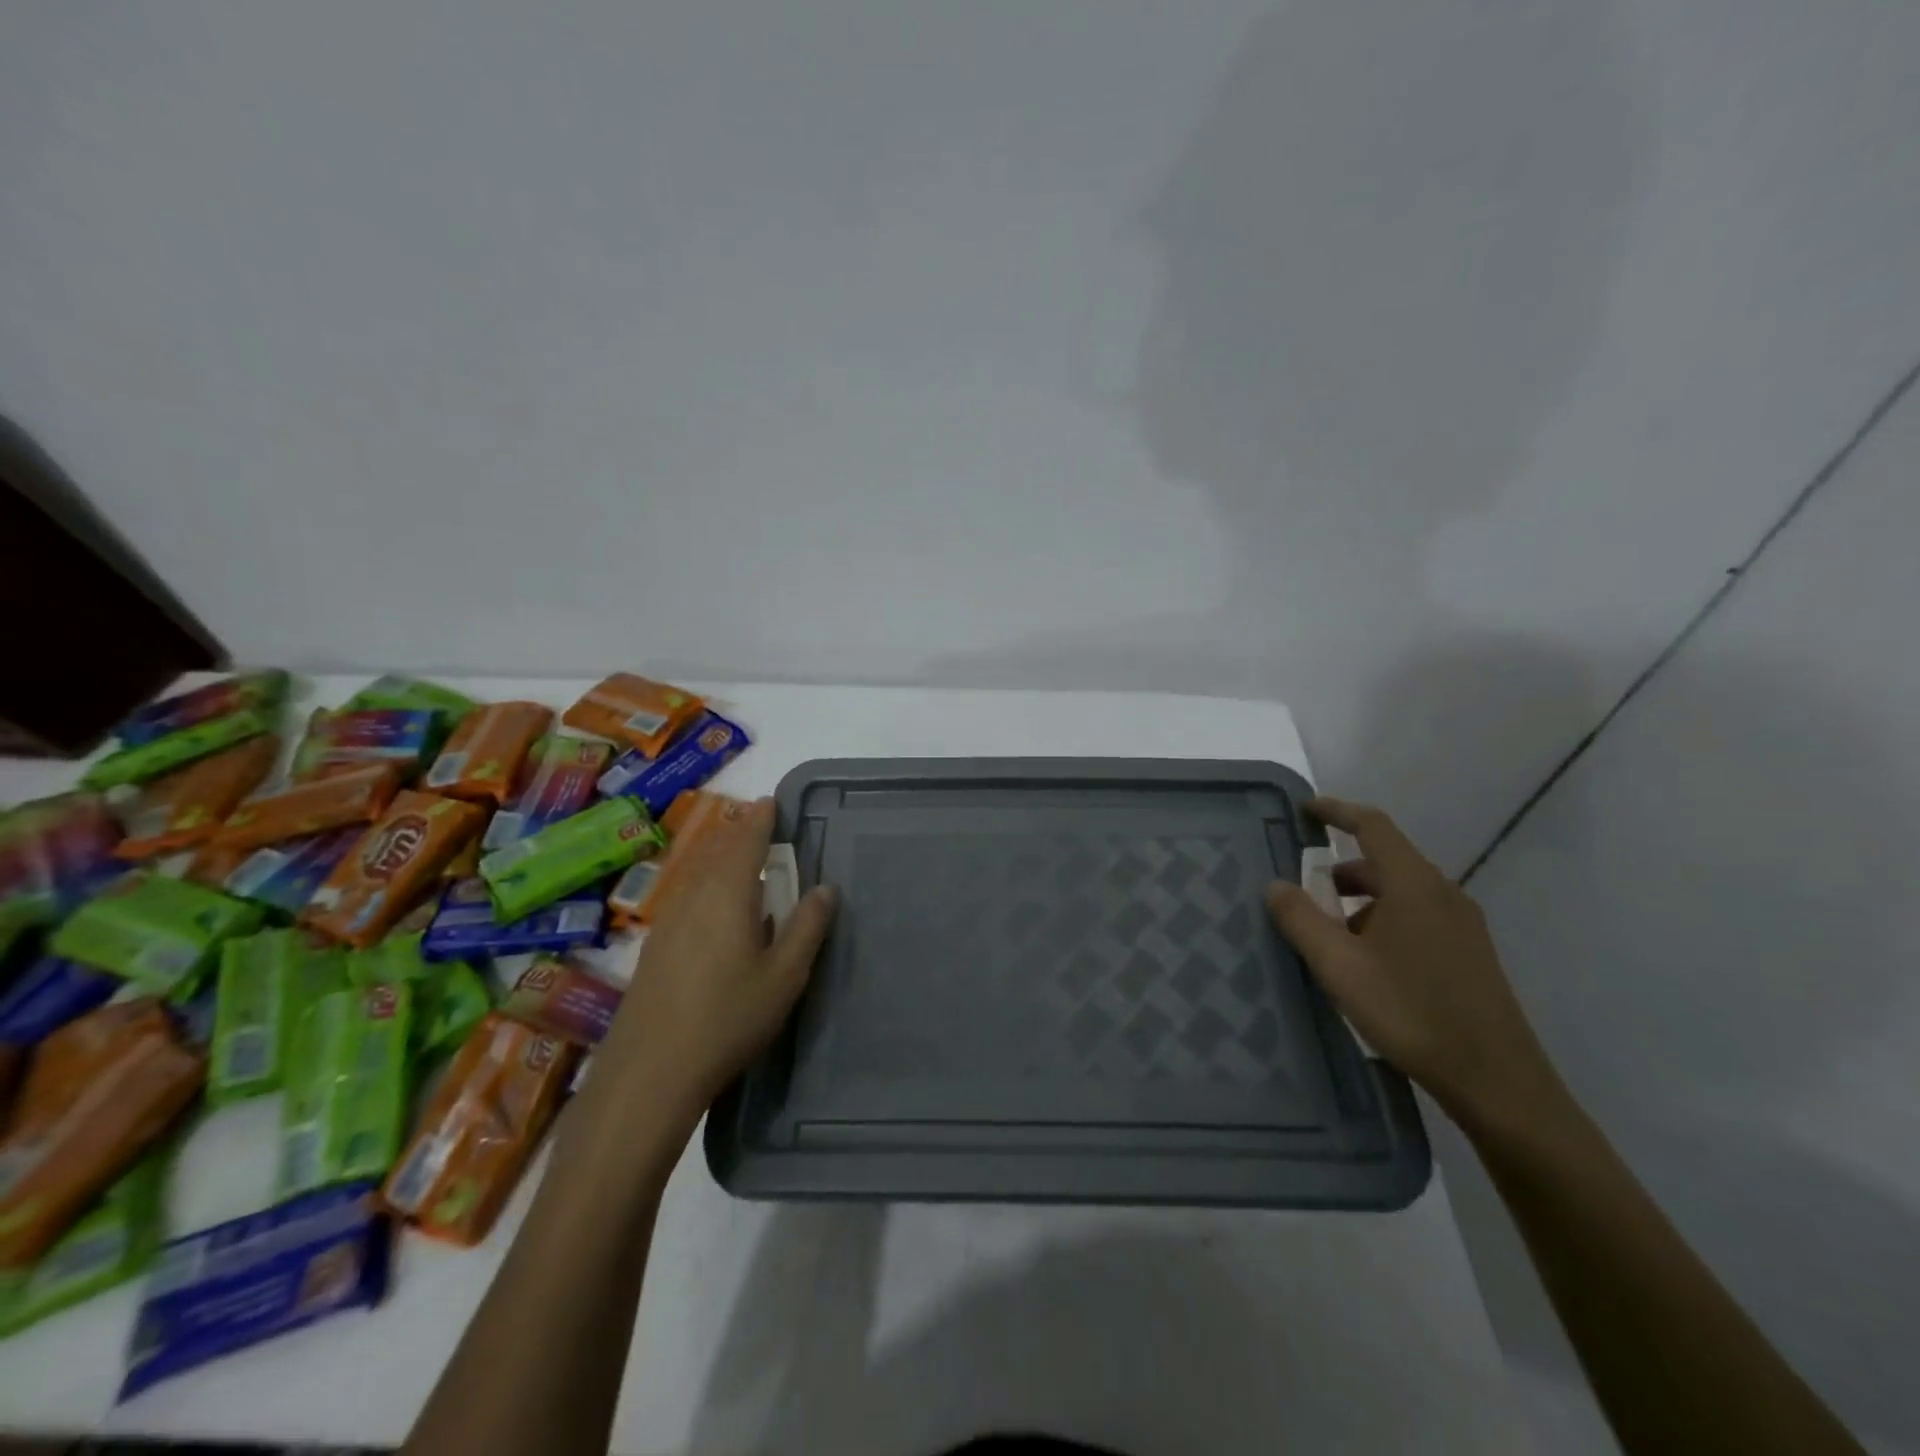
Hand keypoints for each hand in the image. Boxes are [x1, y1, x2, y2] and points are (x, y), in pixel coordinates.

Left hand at [602, 797, 836, 1126]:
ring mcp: (667, 924)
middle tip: (760, 826)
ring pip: (698, 875)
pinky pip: (686, 898)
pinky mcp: (654, 950)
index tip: (771, 801)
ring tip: (741, 861)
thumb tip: (825, 888)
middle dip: (740, 836)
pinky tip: (713, 911)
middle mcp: (692, 898)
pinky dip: (706, 887)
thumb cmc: (728, 1018)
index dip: (760, 819)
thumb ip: (807, 927)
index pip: (746, 842)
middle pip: (717, 853)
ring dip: (721, 860)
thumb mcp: (784, 975)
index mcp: (727, 895)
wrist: (648, 1074)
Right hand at [1265, 796, 1563, 1134]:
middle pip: (1385, 861)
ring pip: (1400, 892)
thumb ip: (1301, 920)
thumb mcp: (1339, 966)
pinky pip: (1416, 916)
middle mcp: (1443, 894)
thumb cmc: (1411, 1012)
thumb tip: (1275, 885)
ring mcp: (1462, 924)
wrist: (1496, 1080)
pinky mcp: (1469, 952)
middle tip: (1303, 892)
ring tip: (1328, 935)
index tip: (1305, 810)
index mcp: (1414, 885)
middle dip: (1340, 870)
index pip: (1373, 826)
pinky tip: (1364, 962)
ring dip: (1359, 901)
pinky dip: (1382, 920)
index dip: (1337, 811)